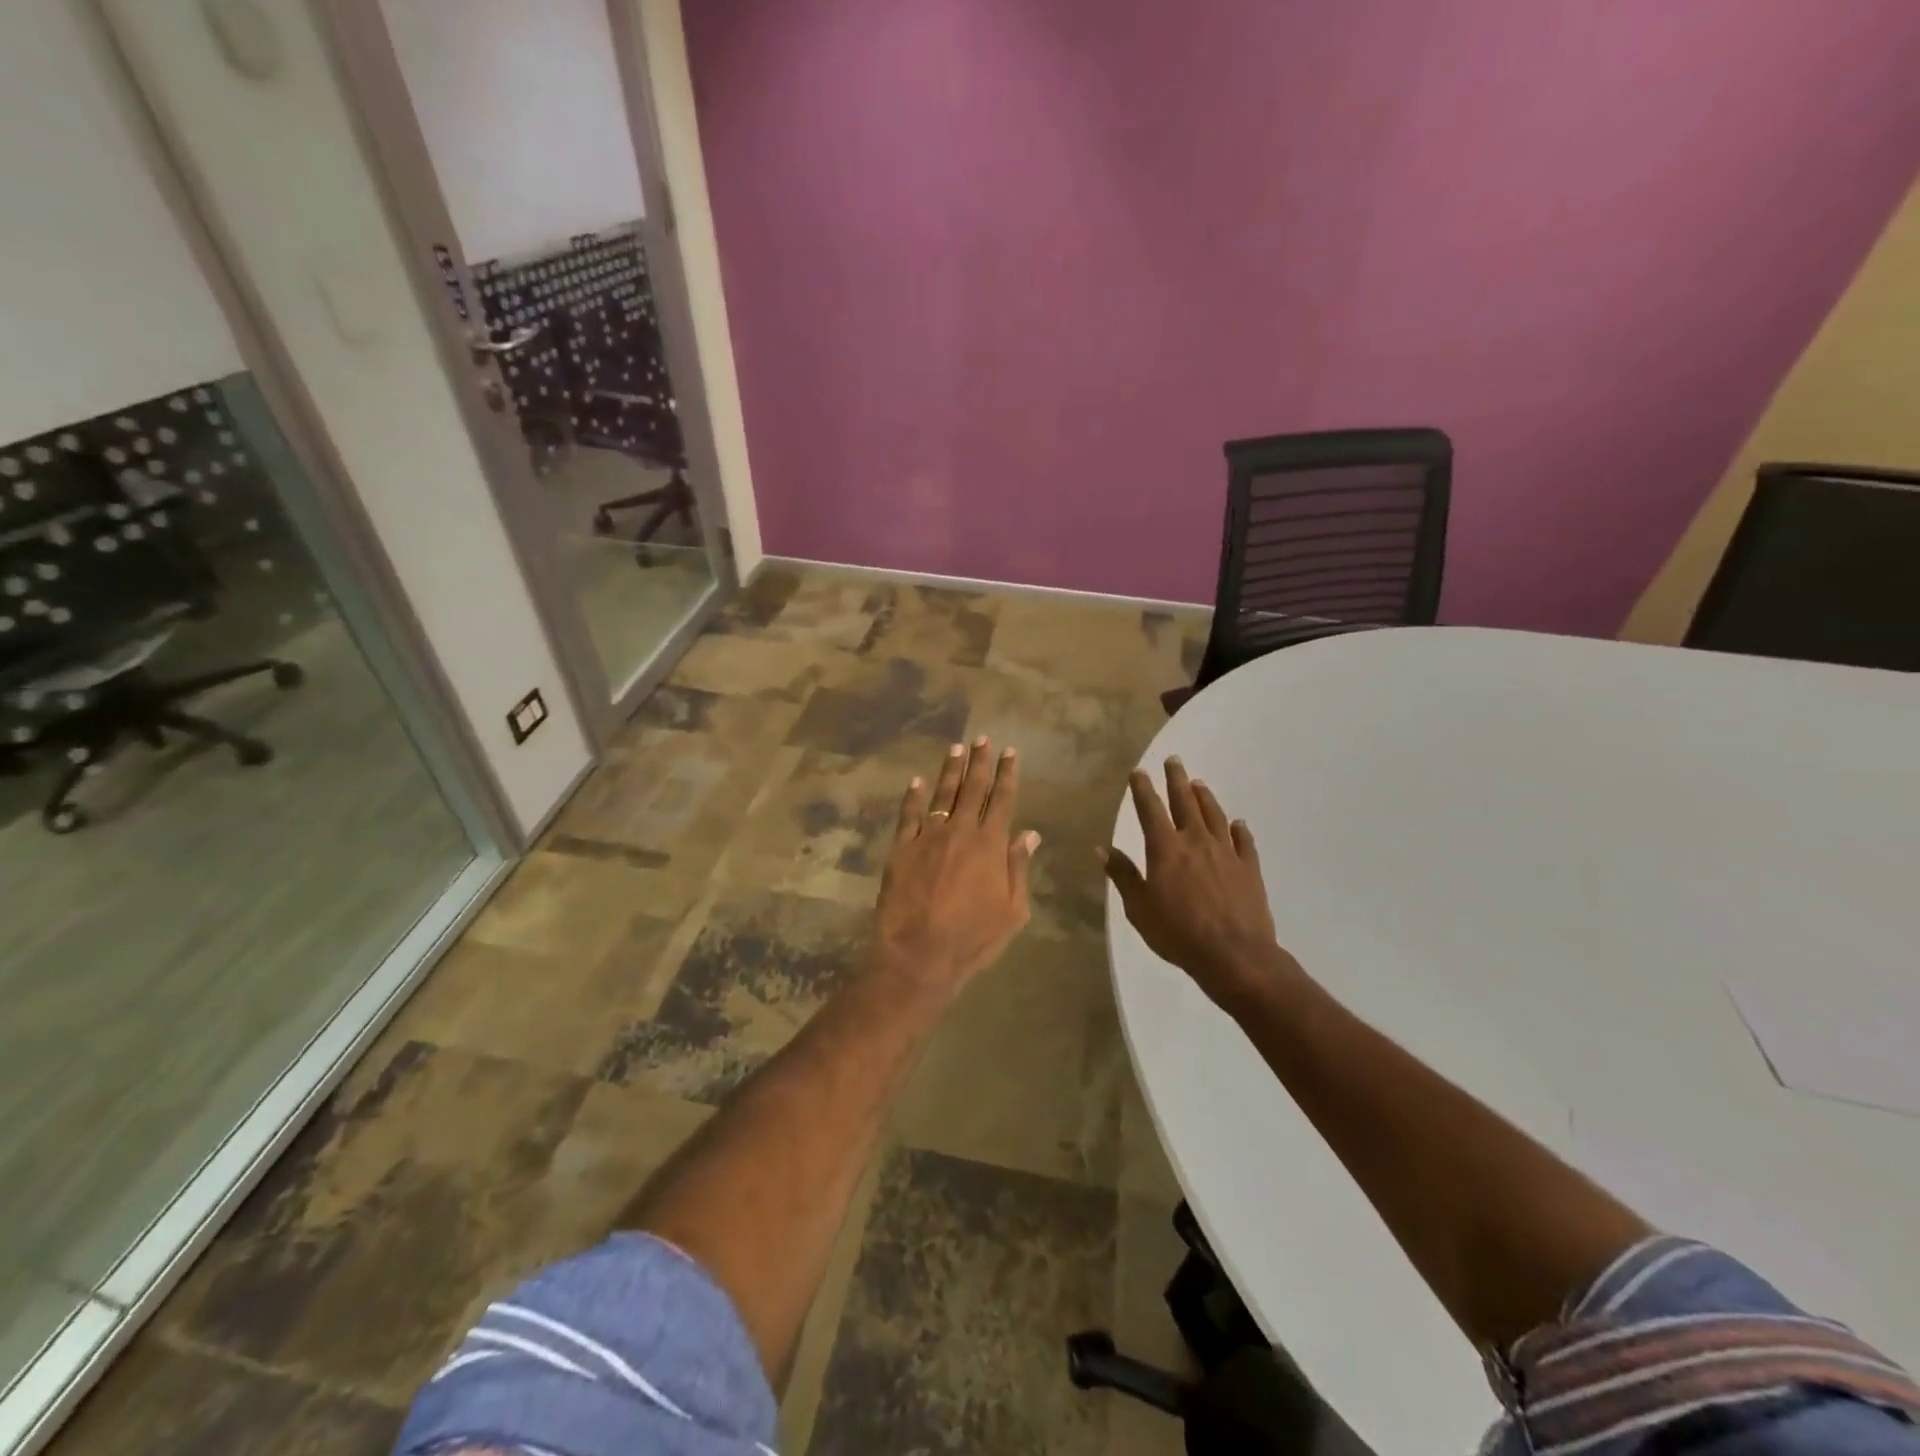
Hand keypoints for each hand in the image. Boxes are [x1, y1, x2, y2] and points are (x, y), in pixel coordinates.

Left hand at [872, 736, 1040, 991]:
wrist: (918, 954)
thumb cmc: (973, 938)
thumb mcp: (1013, 911)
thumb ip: (1019, 868)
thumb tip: (1030, 834)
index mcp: (990, 844)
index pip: (1002, 799)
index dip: (1007, 774)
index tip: (1010, 752)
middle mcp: (960, 831)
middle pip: (972, 788)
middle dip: (979, 761)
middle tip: (982, 739)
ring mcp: (927, 837)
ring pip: (941, 795)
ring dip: (950, 771)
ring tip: (955, 749)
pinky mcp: (901, 848)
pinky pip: (908, 815)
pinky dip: (912, 796)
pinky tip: (915, 782)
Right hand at [1101, 757, 1297, 1009]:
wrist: (1234, 955)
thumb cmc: (1178, 933)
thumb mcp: (1139, 908)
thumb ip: (1123, 875)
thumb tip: (1101, 848)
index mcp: (1165, 849)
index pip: (1150, 810)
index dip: (1143, 789)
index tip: (1139, 772)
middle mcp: (1196, 841)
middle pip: (1185, 802)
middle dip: (1176, 779)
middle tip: (1174, 760)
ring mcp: (1226, 853)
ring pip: (1215, 815)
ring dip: (1205, 797)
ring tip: (1199, 784)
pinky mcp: (1249, 868)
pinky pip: (1244, 841)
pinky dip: (1239, 829)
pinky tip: (1237, 823)